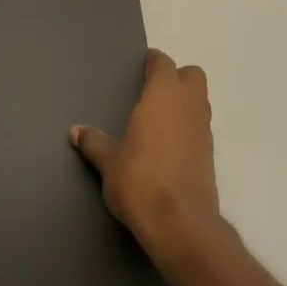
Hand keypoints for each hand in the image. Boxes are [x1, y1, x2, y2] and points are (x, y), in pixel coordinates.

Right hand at [72, 48, 230, 271]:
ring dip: (183, 103)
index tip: (141, 67)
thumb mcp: (109, 162)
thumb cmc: (140, 180)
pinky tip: (167, 145)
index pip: (163, 63)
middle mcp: (189, 105)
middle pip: (192, 76)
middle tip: (151, 92)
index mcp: (163, 95)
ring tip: (157, 119)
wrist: (180, 222)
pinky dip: (187, 127)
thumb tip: (76, 132)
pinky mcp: (210, 154)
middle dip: (176, 78)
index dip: (153, 63)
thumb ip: (94, 142)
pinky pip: (200, 127)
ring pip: (199, 101)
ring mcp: (204, 129)